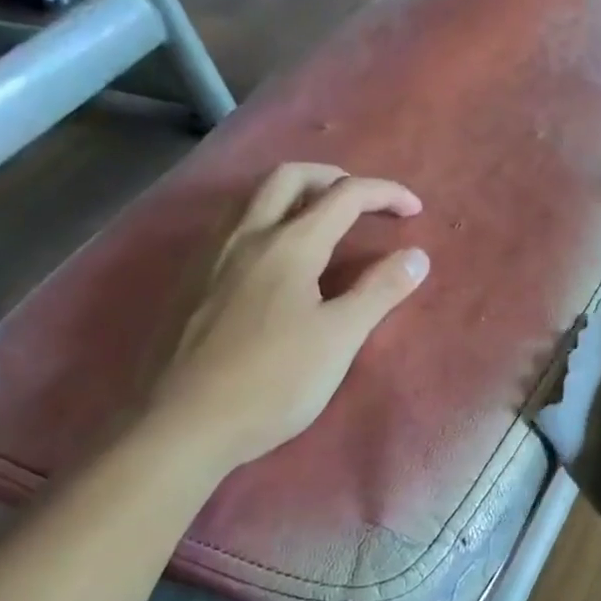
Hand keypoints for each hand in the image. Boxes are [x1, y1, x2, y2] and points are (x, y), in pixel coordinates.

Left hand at [147, 163, 428, 465]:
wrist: (184, 423)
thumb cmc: (274, 382)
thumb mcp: (339, 339)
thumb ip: (379, 291)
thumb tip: (417, 256)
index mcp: (289, 245)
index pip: (345, 196)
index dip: (385, 194)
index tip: (415, 210)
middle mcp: (246, 235)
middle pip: (291, 177)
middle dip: (334, 178)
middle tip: (363, 202)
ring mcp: (211, 255)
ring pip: (253, 197)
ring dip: (294, 192)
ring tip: (320, 218)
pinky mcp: (191, 280)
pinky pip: (231, 224)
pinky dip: (265, 217)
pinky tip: (272, 256)